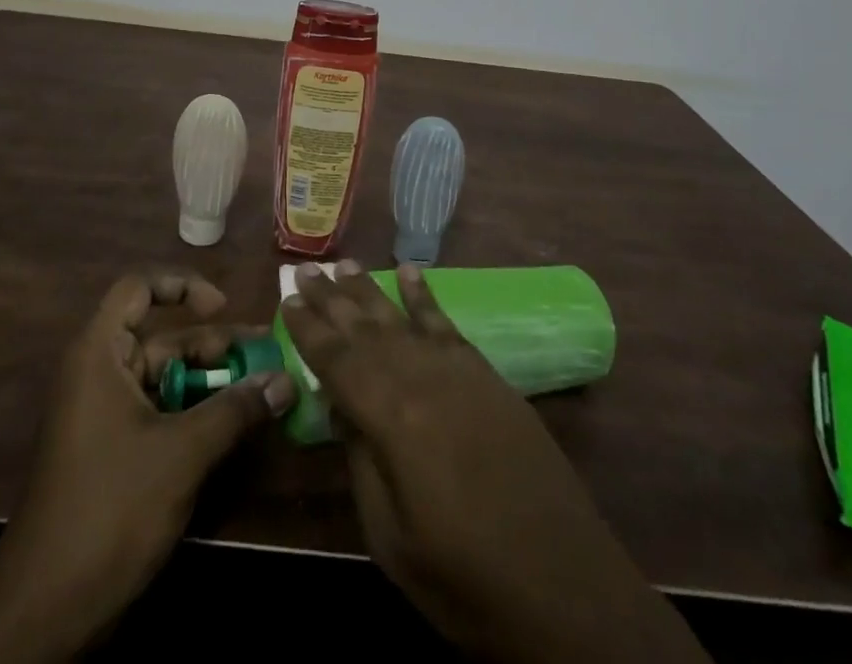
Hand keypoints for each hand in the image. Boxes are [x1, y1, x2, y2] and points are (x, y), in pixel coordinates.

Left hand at [0, 271, 296, 661]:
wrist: (46, 609)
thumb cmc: (111, 508)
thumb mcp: (182, 453)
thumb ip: (235, 409)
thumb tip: (285, 378)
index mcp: (100, 353)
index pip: (138, 288)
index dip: (181, 285)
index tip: (223, 306)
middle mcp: (100, 372)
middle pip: (163, 337)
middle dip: (214, 345)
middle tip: (267, 355)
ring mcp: (104, 413)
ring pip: (166, 378)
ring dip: (211, 383)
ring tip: (262, 390)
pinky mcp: (112, 450)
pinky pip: (159, 412)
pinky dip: (195, 413)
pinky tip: (233, 428)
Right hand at [282, 260, 708, 663]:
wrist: (566, 589)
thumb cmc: (465, 578)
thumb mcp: (391, 537)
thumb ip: (360, 459)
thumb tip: (338, 404)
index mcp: (391, 417)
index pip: (336, 359)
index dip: (307, 329)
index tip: (285, 299)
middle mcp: (421, 378)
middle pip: (365, 328)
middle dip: (331, 298)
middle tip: (304, 268)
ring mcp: (458, 372)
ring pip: (401, 317)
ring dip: (369, 290)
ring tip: (344, 262)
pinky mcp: (488, 376)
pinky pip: (447, 324)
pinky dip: (425, 296)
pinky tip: (410, 273)